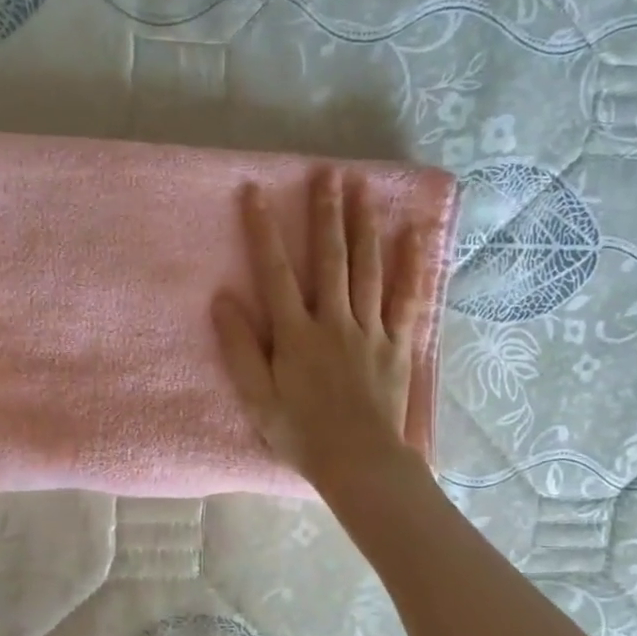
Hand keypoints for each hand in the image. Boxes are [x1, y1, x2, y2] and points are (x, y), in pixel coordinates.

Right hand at [212, 167, 432, 493]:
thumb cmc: (301, 434)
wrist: (358, 462)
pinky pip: (407, 299)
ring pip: (367, 269)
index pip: (275, 273)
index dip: (263, 231)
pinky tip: (414, 235)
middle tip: (327, 173)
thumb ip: (240, 348)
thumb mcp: (257, 398)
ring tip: (363, 187)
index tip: (255, 193)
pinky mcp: (397, 344)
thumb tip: (222, 300)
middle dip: (326, 215)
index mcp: (296, 335)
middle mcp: (333, 322)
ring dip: (364, 226)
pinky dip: (411, 266)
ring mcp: (370, 330)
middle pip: (329, 259)